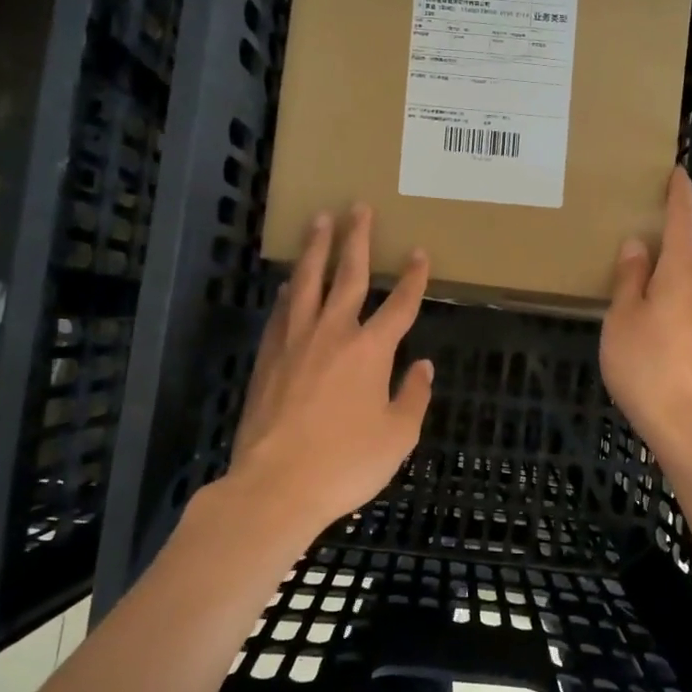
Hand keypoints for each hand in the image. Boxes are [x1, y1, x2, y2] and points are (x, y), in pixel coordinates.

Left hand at [227, 205, 433, 540]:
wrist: (276, 485)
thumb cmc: (346, 463)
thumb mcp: (398, 436)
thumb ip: (414, 396)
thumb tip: (424, 367)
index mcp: (371, 350)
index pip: (400, 305)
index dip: (414, 278)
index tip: (420, 253)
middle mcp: (333, 333)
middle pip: (348, 275)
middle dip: (357, 239)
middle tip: (358, 206)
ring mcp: (295, 341)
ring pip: (307, 282)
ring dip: (316, 249)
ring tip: (319, 220)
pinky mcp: (267, 357)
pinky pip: (281, 311)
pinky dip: (289, 291)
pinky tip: (289, 283)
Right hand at [600, 167, 691, 446]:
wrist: (683, 422)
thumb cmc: (645, 361)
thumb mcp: (623, 315)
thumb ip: (629, 278)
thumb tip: (637, 244)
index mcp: (681, 274)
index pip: (682, 222)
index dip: (679, 196)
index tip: (678, 172)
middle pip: (683, 258)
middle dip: (662, 249)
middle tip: (633, 245)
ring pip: (683, 289)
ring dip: (663, 283)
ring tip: (633, 290)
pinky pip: (684, 314)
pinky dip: (667, 309)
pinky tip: (647, 327)